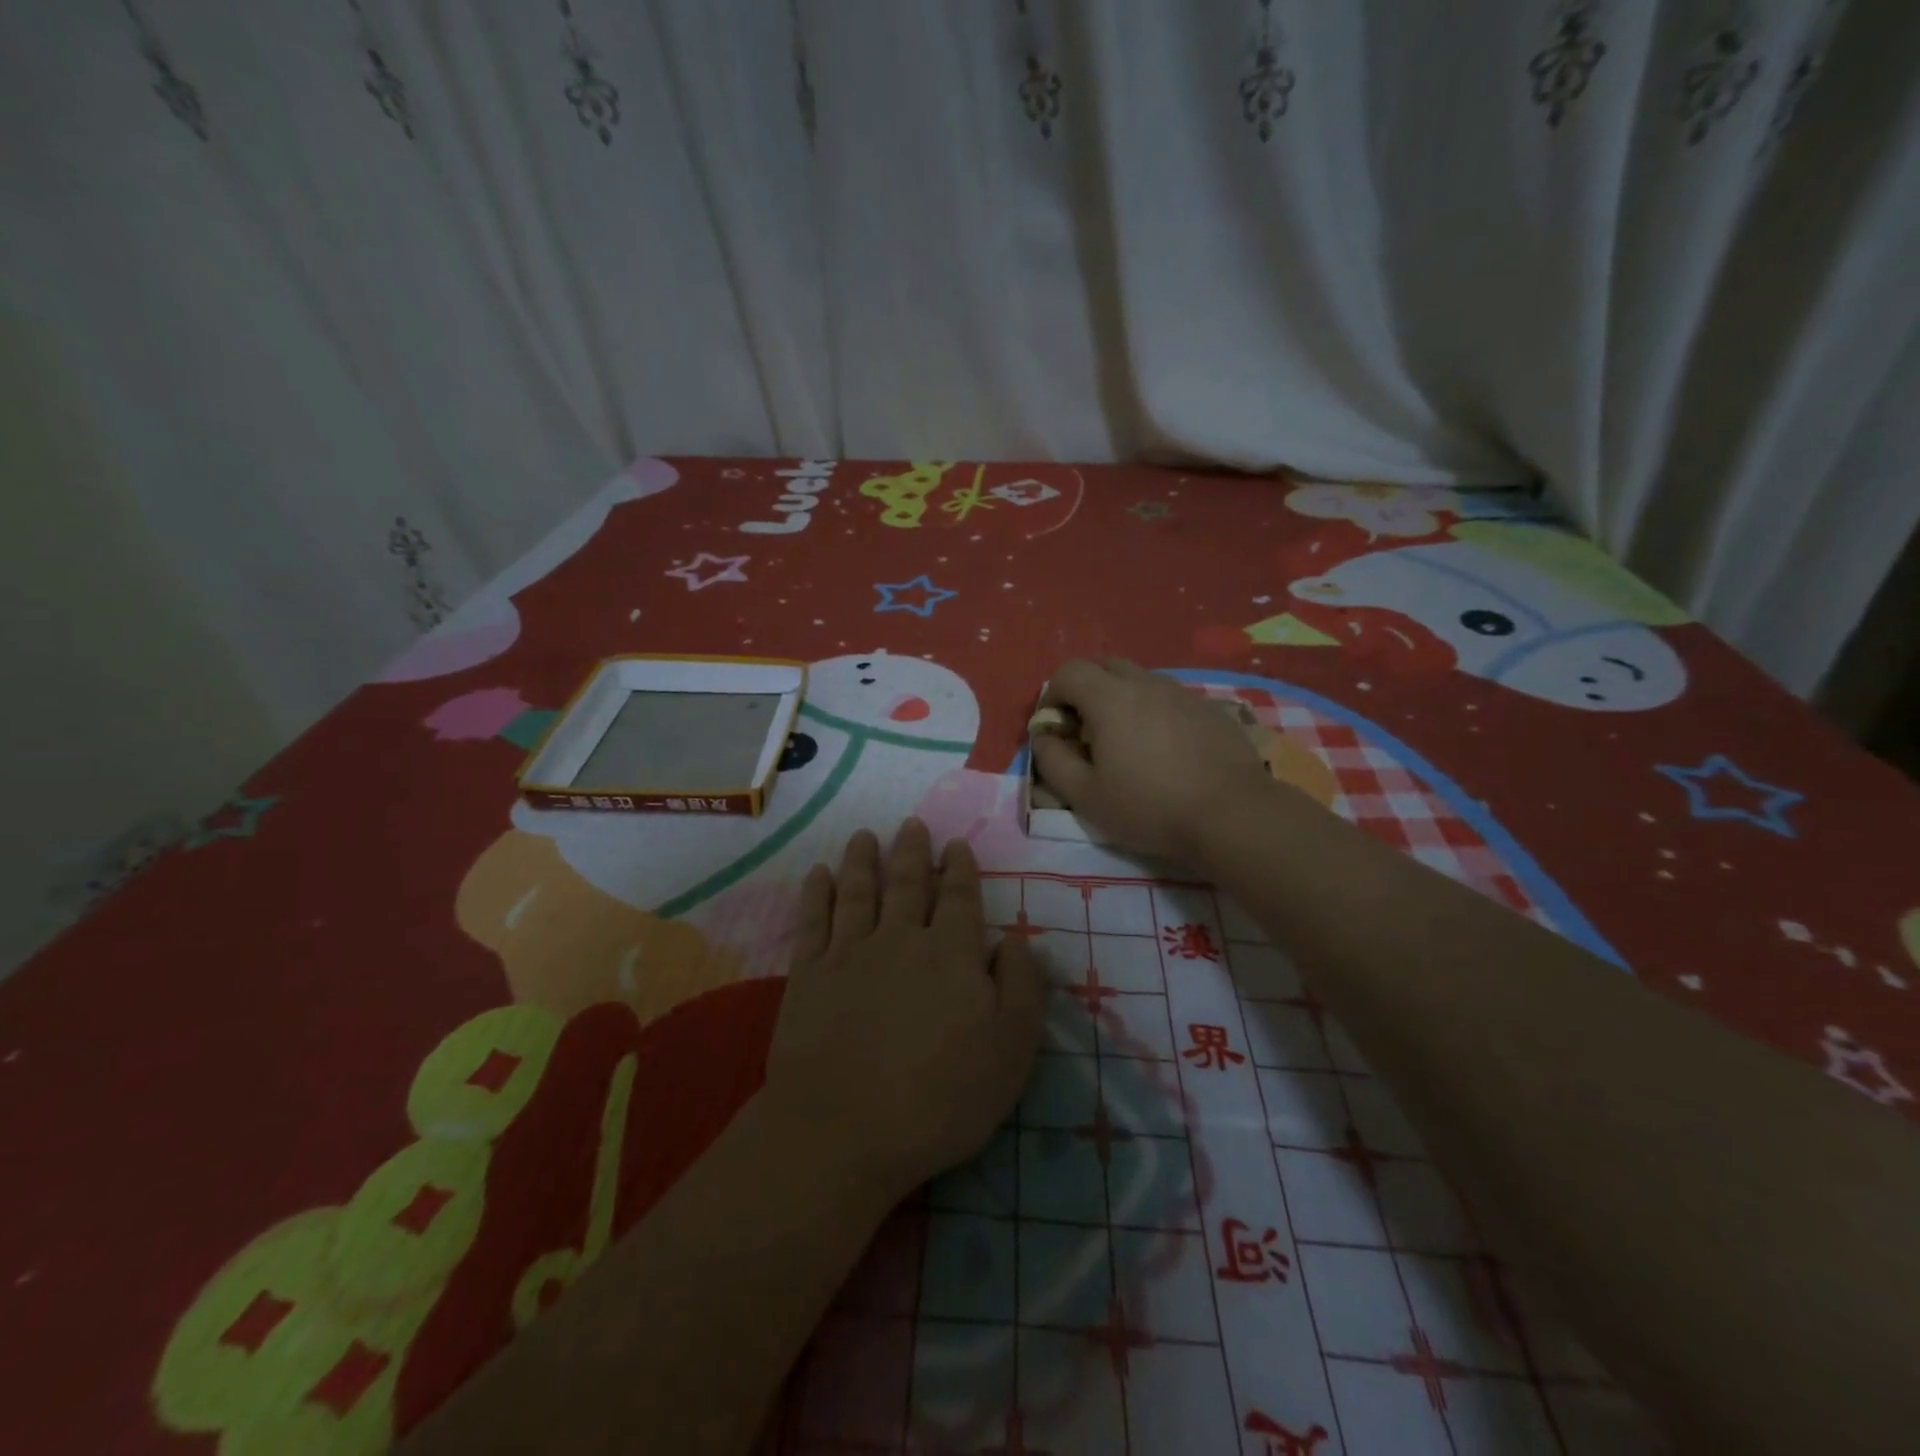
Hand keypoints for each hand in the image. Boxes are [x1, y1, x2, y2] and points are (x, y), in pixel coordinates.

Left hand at [763, 820, 1043, 1202]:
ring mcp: (849, 953)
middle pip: (907, 884)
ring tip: (864, 836)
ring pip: (858, 892)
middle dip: (912, 851)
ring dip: (862, 860)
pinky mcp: (808, 975)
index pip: (959, 898)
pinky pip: (813, 921)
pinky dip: (816, 893)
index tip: (955, 845)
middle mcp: (900, 939)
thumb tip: (1016, 938)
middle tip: (911, 824)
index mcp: (951, 953)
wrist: (845, 1129)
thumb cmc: (941, 1096)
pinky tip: (818, 874)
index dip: (959, 869)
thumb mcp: (1011, 1048)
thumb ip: (1021, 985)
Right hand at [1031, 658, 1271, 865]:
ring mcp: (1183, 694)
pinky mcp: (1210, 710)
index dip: (1053, 694)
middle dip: (1087, 690)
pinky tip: (1166, 751)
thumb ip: (1053, 761)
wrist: (1232, 814)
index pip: (1069, 671)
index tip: (1056, 728)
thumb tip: (1043, 737)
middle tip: (1088, 731)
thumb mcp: (1086, 796)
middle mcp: (1146, 684)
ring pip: (1141, 680)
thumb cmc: (1149, 807)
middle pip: (1106, 666)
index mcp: (1110, 699)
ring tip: (1128, 743)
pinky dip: (1156, 713)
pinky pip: (1171, 699)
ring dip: (1123, 700)